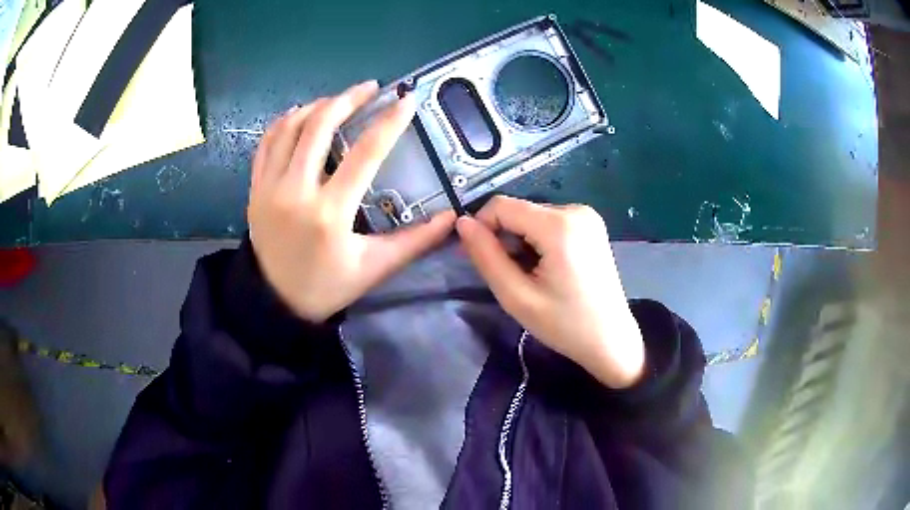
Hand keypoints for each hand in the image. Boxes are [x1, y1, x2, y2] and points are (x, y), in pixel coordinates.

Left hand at [248, 80, 455, 322]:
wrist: (275, 303)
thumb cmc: (327, 286)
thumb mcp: (374, 268)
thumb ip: (415, 241)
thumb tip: (451, 218)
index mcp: (330, 213)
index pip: (365, 154)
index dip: (389, 123)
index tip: (406, 100)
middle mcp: (295, 192)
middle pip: (320, 126)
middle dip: (348, 99)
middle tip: (370, 89)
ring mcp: (269, 188)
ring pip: (289, 128)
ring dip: (316, 106)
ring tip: (338, 100)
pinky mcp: (254, 189)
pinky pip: (266, 143)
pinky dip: (285, 122)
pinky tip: (301, 115)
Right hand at [456, 196, 644, 388]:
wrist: (611, 340)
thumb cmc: (565, 325)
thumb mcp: (517, 296)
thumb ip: (486, 256)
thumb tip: (462, 223)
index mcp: (559, 225)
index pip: (501, 205)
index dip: (481, 227)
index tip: (477, 258)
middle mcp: (575, 209)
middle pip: (518, 210)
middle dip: (503, 237)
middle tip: (505, 274)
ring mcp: (587, 215)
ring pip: (532, 216)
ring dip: (520, 241)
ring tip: (528, 275)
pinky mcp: (590, 224)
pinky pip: (549, 222)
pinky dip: (537, 240)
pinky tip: (545, 268)